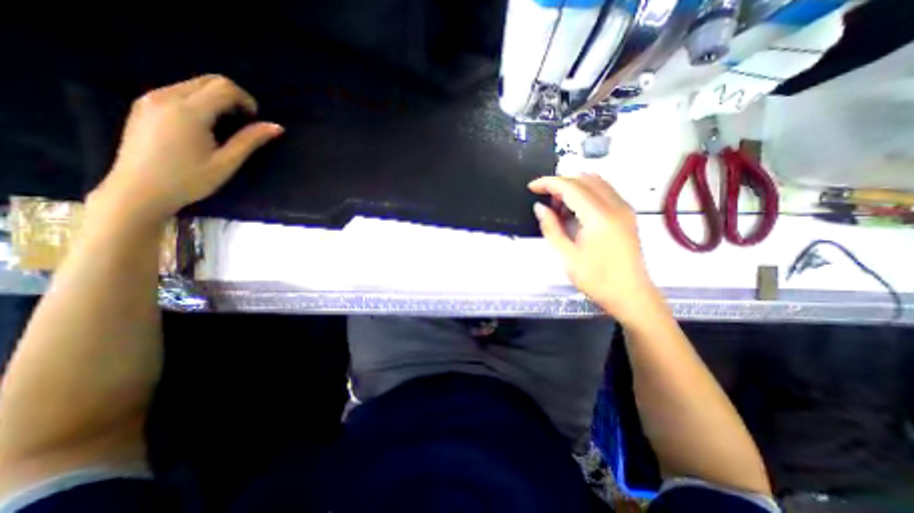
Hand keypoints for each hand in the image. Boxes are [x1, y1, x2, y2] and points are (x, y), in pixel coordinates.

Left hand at [91, 75, 282, 224]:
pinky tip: (203, 126)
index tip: (254, 120)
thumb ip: (250, 140)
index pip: (224, 87)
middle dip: (233, 97)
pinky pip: (178, 92)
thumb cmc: (189, 180)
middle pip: (208, 81)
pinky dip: (199, 102)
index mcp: (189, 111)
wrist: (138, 190)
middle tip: (243, 123)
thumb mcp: (226, 162)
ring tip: (225, 127)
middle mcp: (166, 96)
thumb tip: (276, 127)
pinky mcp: (143, 106)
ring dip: (216, 99)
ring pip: (193, 85)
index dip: (246, 100)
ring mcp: (151, 99)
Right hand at [529, 174, 664, 322]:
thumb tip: (540, 207)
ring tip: (559, 207)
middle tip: (546, 201)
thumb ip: (551, 227)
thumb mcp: (566, 256)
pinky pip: (604, 190)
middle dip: (560, 184)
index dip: (548, 183)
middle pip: (583, 179)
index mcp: (599, 217)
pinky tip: (576, 210)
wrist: (630, 294)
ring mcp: (624, 208)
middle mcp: (615, 205)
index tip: (532, 187)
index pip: (570, 186)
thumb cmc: (597, 279)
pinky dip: (586, 192)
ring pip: (595, 181)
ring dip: (574, 187)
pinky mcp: (627, 214)